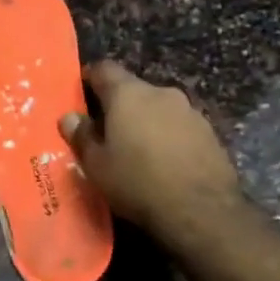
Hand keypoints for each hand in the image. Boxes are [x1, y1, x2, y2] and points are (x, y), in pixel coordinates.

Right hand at [61, 60, 244, 237]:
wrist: (202, 211)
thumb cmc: (137, 183)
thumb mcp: (96, 166)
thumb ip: (81, 136)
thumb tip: (69, 117)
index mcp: (128, 94)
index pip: (105, 69)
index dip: (91, 78)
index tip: (81, 93)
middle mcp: (161, 93)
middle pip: (134, 89)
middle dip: (119, 106)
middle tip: (107, 132)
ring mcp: (190, 111)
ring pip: (159, 108)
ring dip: (147, 122)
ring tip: (138, 151)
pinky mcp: (210, 133)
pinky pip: (180, 127)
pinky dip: (169, 137)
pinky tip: (166, 163)